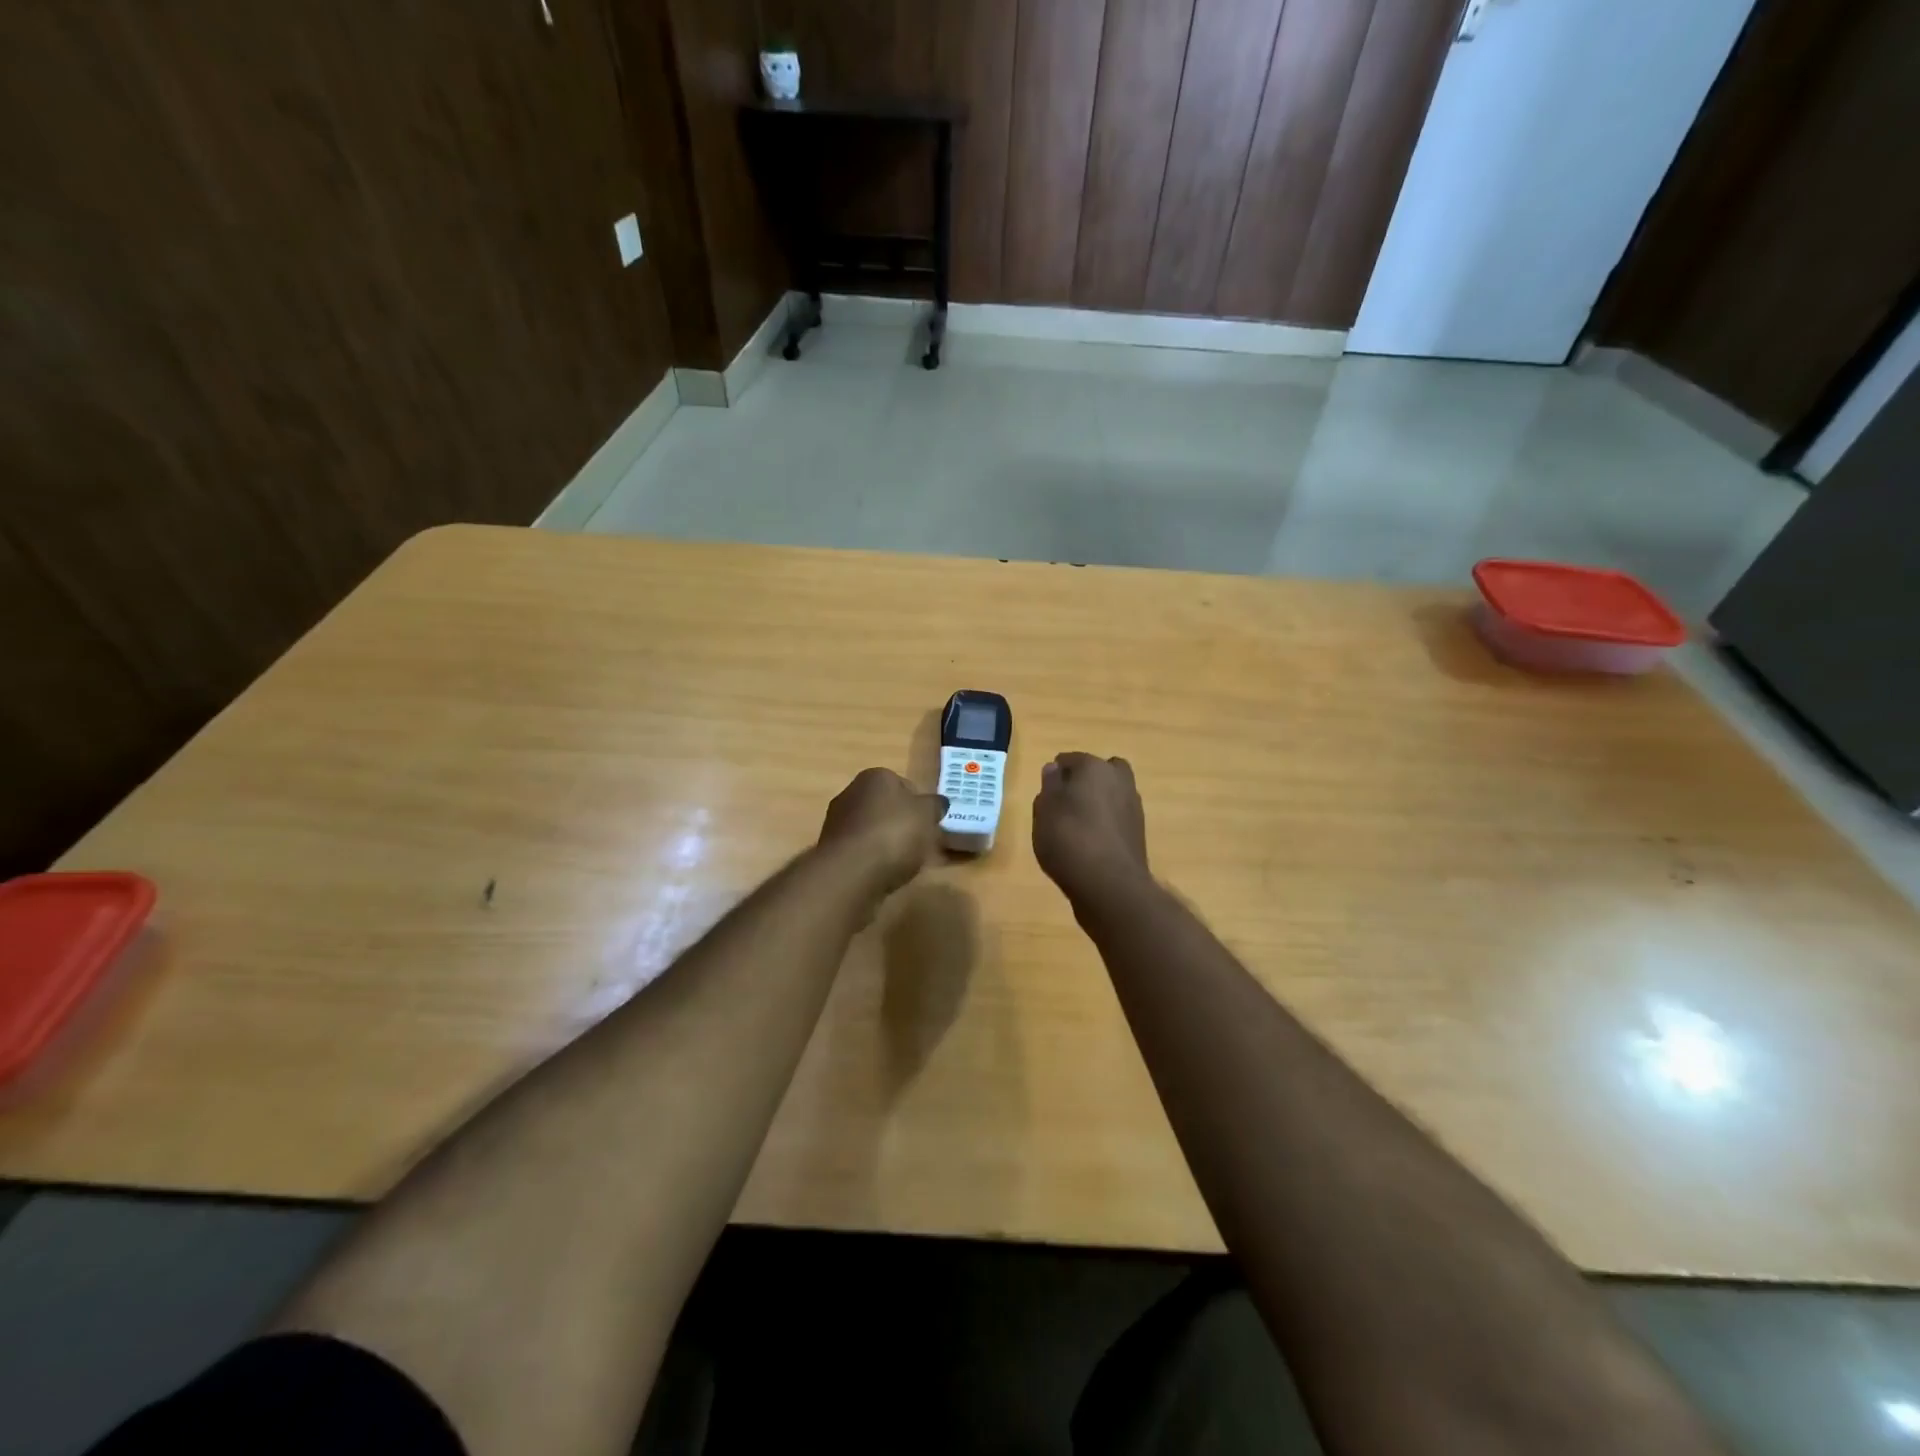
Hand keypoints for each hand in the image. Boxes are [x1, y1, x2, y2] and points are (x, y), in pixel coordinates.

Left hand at [818, 768, 947, 895]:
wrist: (850, 871)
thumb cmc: (894, 834)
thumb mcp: (927, 816)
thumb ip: (934, 806)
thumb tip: (937, 802)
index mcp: (876, 776)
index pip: (904, 784)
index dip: (919, 805)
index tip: (928, 825)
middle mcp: (851, 791)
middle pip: (885, 806)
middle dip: (900, 822)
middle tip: (917, 844)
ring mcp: (836, 820)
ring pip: (870, 828)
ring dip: (883, 841)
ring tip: (900, 863)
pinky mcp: (830, 848)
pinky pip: (859, 849)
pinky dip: (870, 858)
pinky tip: (880, 872)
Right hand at [1032, 753, 1149, 904]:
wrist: (1110, 885)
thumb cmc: (1069, 839)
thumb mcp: (1044, 811)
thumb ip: (1049, 785)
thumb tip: (1054, 769)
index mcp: (1094, 767)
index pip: (1070, 759)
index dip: (1055, 775)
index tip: (1045, 795)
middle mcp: (1119, 780)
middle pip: (1099, 771)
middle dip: (1084, 781)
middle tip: (1065, 803)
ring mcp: (1133, 806)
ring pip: (1111, 793)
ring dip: (1097, 802)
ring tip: (1075, 827)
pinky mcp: (1138, 831)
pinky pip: (1117, 817)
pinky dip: (1105, 823)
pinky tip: (1090, 842)